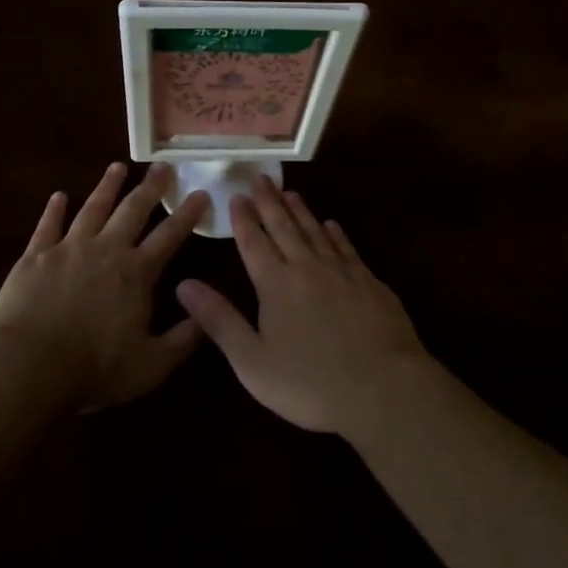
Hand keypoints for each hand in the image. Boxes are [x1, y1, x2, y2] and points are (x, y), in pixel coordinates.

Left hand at [0, 162, 208, 412]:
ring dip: (107, 186)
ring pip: (93, 208)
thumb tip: (205, 314)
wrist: (28, 366)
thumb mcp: (151, 365)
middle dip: (151, 187)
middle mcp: (106, 249)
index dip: (187, 214)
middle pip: (133, 210)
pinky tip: (59, 196)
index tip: (200, 193)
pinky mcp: (35, 256)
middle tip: (162, 165)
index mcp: (137, 273)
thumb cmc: (94, 368)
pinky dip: (54, 209)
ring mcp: (68, 248)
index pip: (169, 236)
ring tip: (118, 167)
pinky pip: (48, 225)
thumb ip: (182, 340)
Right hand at [175, 177, 429, 438]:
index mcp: (276, 285)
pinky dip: (335, 233)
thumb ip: (219, 320)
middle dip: (270, 202)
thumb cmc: (311, 383)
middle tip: (261, 179)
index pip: (254, 243)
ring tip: (290, 192)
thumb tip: (183, 284)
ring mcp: (342, 272)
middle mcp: (307, 268)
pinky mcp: (370, 283)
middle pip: (284, 227)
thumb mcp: (252, 361)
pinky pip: (347, 248)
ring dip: (300, 211)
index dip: (243, 219)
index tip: (236, 195)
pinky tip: (331, 225)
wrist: (384, 389)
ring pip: (316, 231)